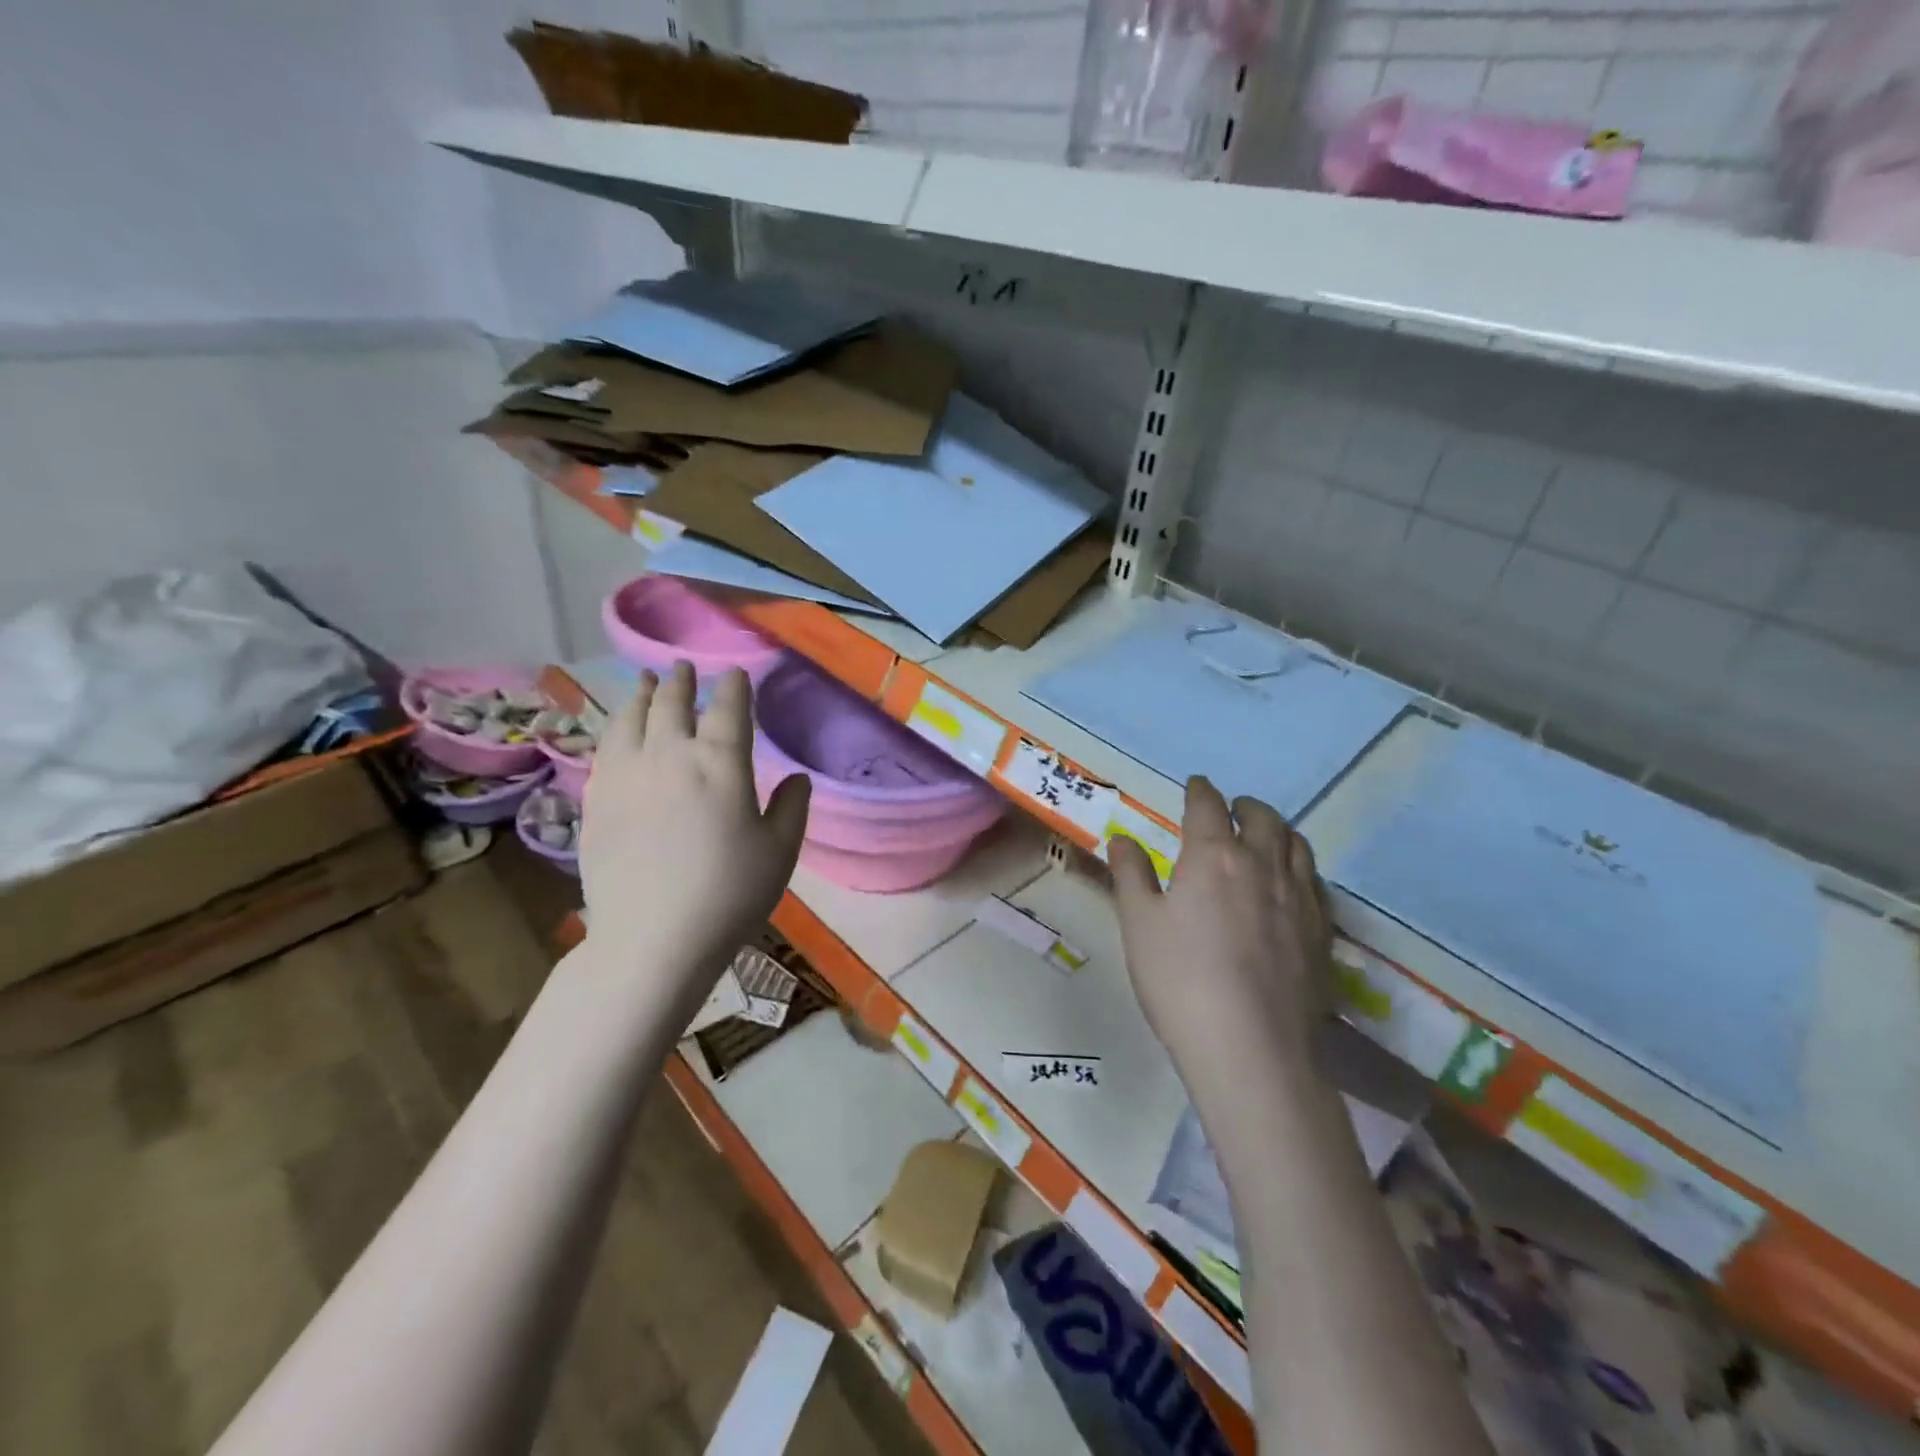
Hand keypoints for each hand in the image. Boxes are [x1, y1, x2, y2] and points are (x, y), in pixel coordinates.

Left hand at [579, 663, 810, 999]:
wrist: (652, 939)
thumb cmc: (729, 895)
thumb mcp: (779, 853)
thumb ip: (792, 808)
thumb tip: (798, 777)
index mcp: (721, 763)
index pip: (728, 708)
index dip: (733, 686)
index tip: (735, 673)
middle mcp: (670, 755)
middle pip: (672, 704)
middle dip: (680, 681)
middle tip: (682, 667)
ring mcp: (626, 775)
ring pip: (631, 719)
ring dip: (641, 695)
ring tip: (645, 682)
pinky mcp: (597, 799)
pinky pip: (605, 748)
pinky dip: (615, 728)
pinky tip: (619, 730)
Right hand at [1108, 776, 1330, 1064]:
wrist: (1251, 1047)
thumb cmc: (1180, 979)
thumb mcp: (1139, 924)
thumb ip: (1131, 875)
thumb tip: (1122, 839)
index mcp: (1214, 856)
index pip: (1208, 806)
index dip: (1200, 791)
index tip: (1196, 785)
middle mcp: (1262, 865)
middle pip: (1263, 818)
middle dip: (1245, 806)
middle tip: (1232, 809)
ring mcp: (1300, 899)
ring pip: (1297, 845)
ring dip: (1278, 831)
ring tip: (1265, 838)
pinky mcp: (1322, 933)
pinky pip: (1316, 882)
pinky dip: (1299, 868)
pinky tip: (1291, 887)